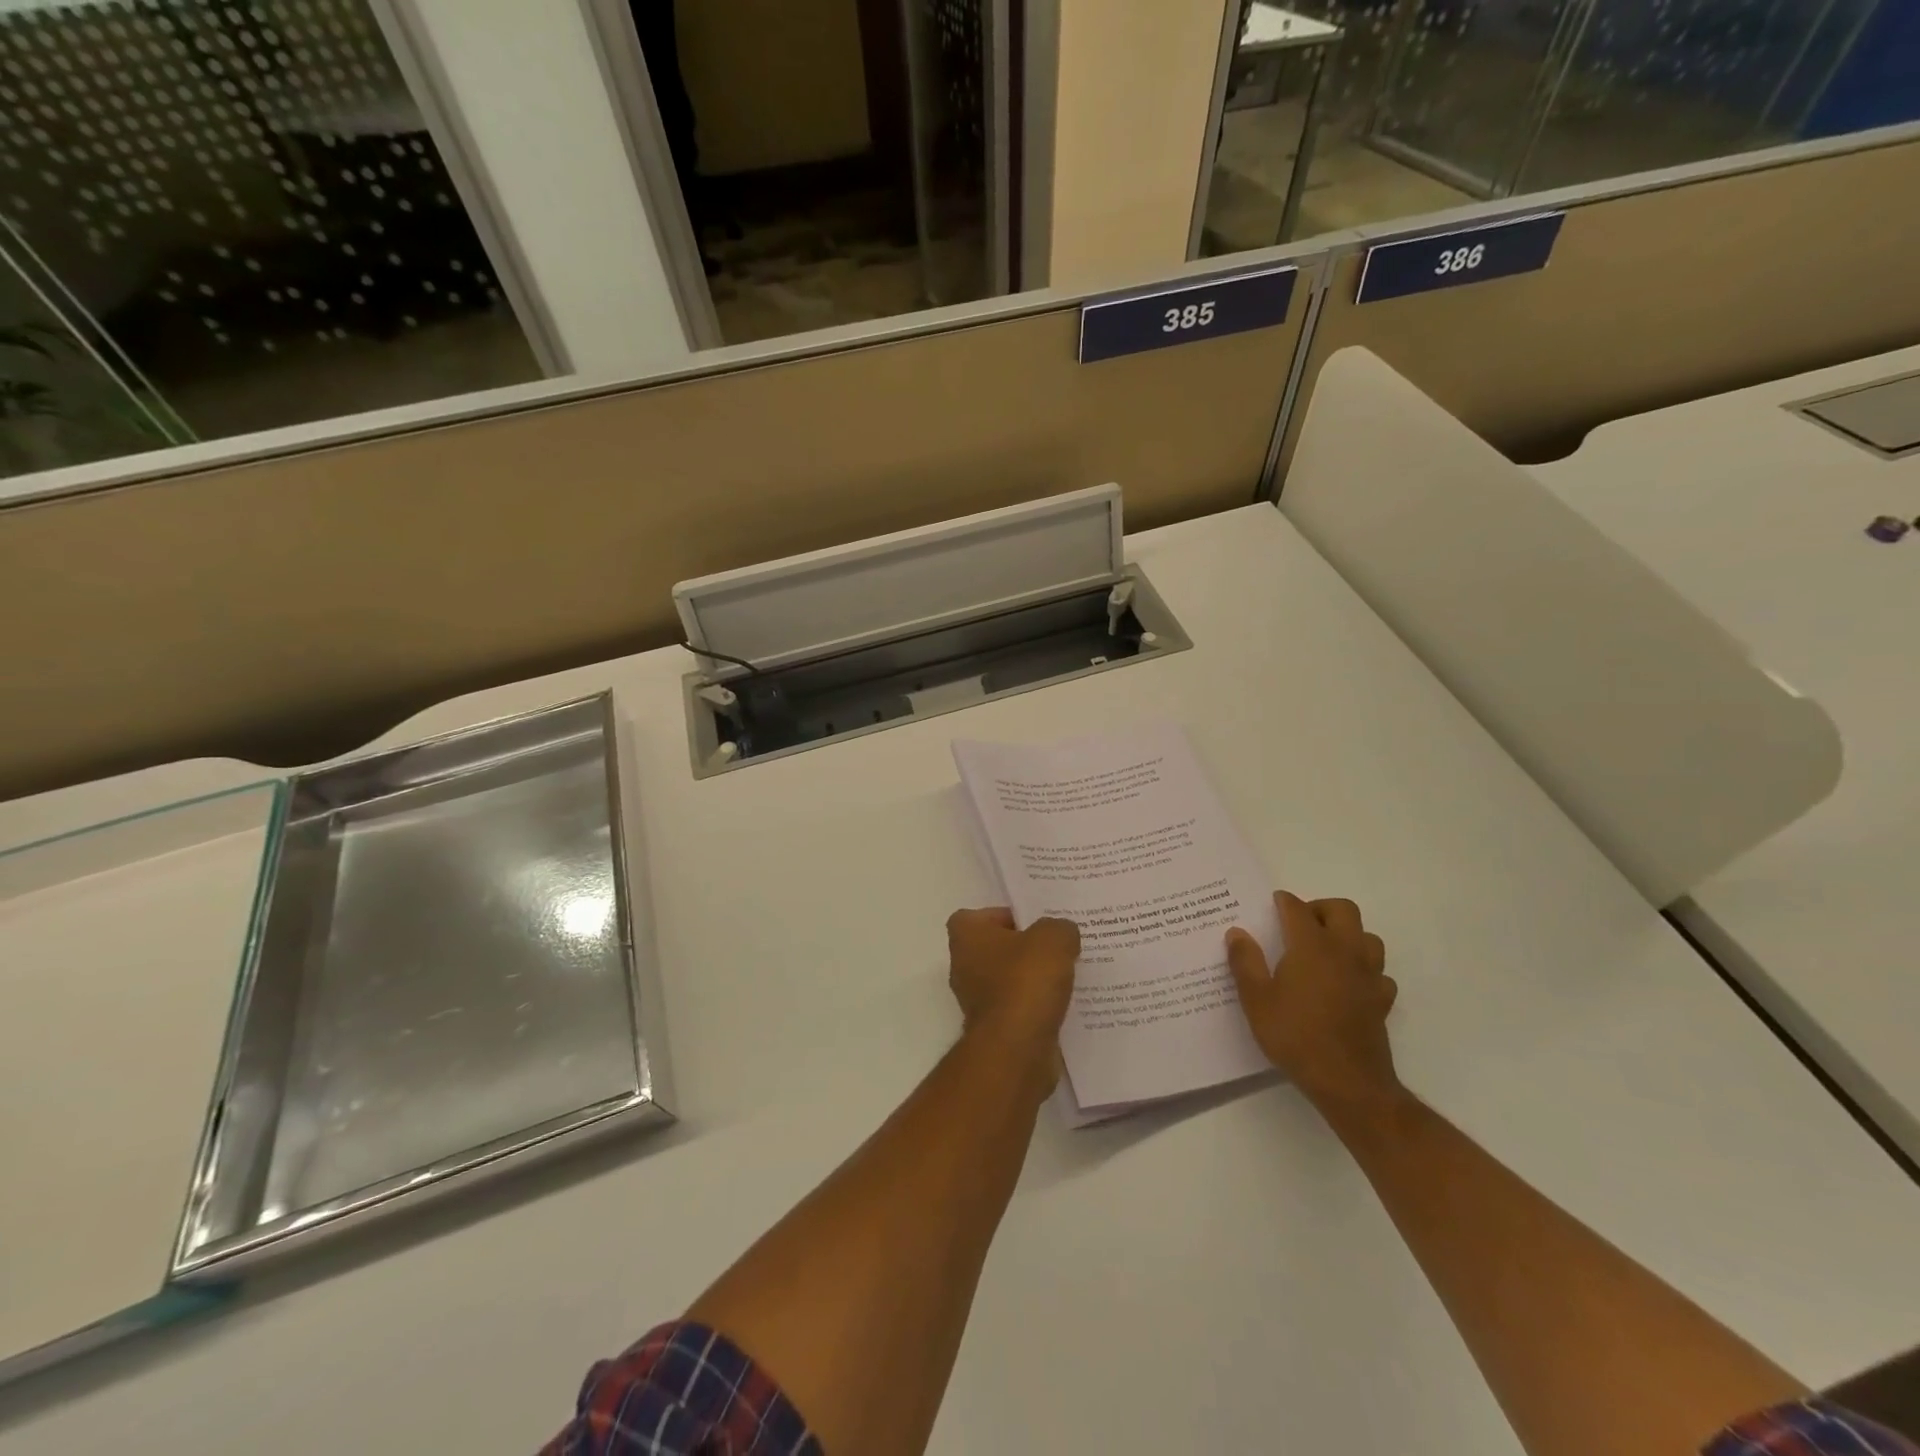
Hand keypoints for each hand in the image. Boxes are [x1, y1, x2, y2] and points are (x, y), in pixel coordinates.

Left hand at [946, 909, 1078, 1079]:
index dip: (1005, 916)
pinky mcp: (995, 1029)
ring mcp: (977, 1001)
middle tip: (1058, 946)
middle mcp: (963, 966)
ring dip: (1033, 979)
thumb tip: (1062, 933)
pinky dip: (1037, 1006)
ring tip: (1069, 974)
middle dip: (1025, 948)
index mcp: (966, 936)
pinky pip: (1019, 1008)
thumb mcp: (1053, 939)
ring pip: (1009, 980)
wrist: (1016, 1049)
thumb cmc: (1025, 982)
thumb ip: (1059, 928)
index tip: (1035, 922)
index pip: (979, 916)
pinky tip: (1066, 1004)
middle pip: (996, 948)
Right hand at [1226, 892, 1399, 1115]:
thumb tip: (1237, 932)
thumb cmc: (1295, 1036)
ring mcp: (1368, 975)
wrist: (1348, 1082)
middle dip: (1320, 909)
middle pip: (1342, 910)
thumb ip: (1245, 962)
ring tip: (1324, 950)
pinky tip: (1347, 983)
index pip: (1298, 909)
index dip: (1283, 902)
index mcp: (1312, 946)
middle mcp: (1345, 951)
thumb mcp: (1256, 1000)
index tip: (1272, 903)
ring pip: (1367, 937)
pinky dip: (1364, 969)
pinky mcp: (1382, 1000)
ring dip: (1347, 935)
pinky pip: (1378, 972)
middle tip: (1299, 924)